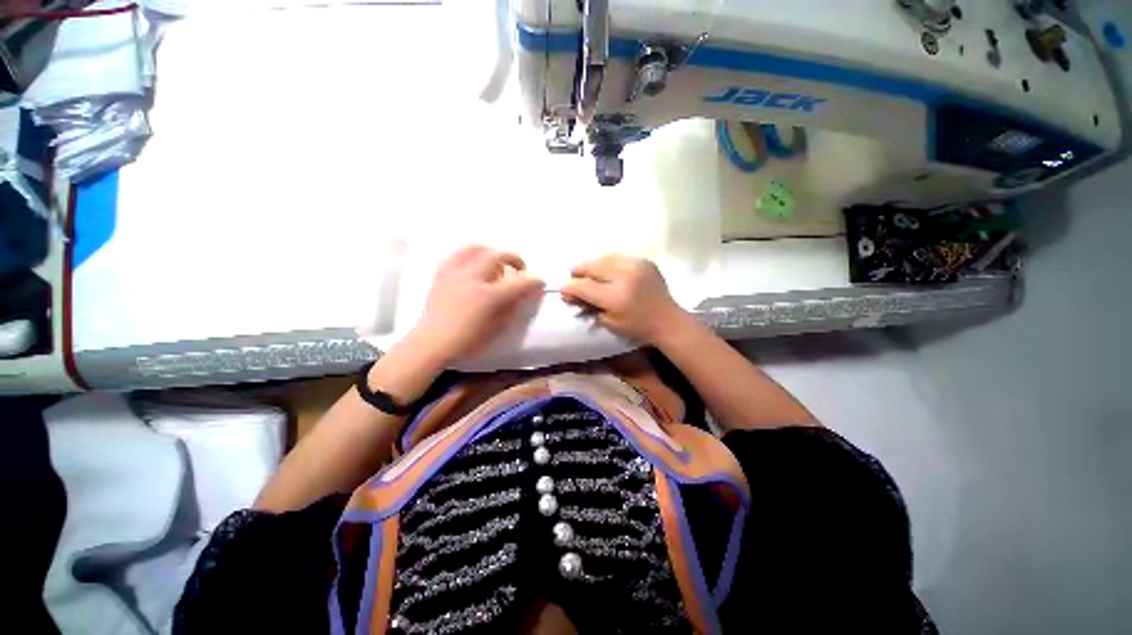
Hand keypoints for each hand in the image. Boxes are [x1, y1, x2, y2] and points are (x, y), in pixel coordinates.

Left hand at [409, 245, 544, 363]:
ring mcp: (455, 273)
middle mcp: (472, 278)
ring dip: (492, 252)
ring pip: (476, 248)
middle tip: (519, 269)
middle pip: (498, 255)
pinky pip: (458, 254)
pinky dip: (471, 255)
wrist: (431, 342)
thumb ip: (511, 307)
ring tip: (496, 263)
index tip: (539, 282)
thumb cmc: (467, 340)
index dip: (533, 281)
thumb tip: (520, 294)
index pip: (518, 283)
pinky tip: (474, 266)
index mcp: (488, 297)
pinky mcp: (441, 273)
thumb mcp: (496, 328)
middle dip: (514, 259)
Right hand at [560, 254, 685, 343]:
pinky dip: (608, 263)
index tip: (564, 290)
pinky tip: (607, 271)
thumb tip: (570, 293)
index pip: (583, 286)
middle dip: (578, 272)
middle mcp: (624, 276)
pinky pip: (618, 257)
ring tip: (589, 273)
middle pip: (591, 266)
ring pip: (603, 258)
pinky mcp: (644, 261)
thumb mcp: (608, 323)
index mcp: (615, 297)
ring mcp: (635, 265)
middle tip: (574, 278)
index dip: (569, 287)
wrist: (667, 319)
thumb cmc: (636, 327)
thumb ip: (587, 306)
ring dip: (593, 265)